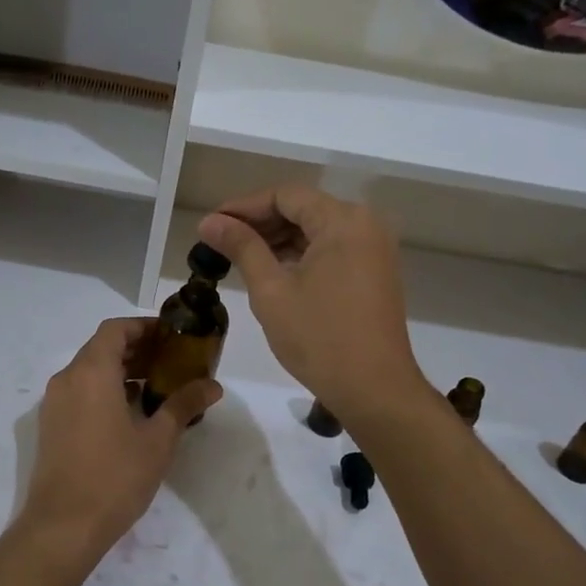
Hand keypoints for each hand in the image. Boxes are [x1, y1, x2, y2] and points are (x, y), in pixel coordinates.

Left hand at [12, 317, 221, 571]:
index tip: (171, 337)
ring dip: (121, 370)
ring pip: (89, 371)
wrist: (62, 527)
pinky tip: (132, 413)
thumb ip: (183, 405)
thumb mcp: (157, 440)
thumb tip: (213, 386)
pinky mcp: (52, 425)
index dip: (143, 327)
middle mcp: (67, 379)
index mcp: (91, 373)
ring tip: (157, 387)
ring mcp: (55, 403)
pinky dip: (105, 390)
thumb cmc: (114, 477)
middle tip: (172, 361)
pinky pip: (80, 392)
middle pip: (102, 348)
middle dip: (136, 349)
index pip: (115, 329)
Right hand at [197, 186, 422, 420]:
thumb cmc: (319, 338)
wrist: (374, 389)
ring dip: (278, 239)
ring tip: (238, 257)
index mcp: (343, 221)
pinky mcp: (374, 272)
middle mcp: (365, 225)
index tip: (212, 225)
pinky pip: (332, 249)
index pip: (286, 196)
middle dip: (260, 222)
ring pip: (317, 230)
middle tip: (220, 242)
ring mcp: (374, 249)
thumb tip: (210, 222)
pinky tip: (271, 270)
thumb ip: (242, 247)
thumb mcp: (271, 290)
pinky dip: (300, 255)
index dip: (244, 206)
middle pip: (303, 208)